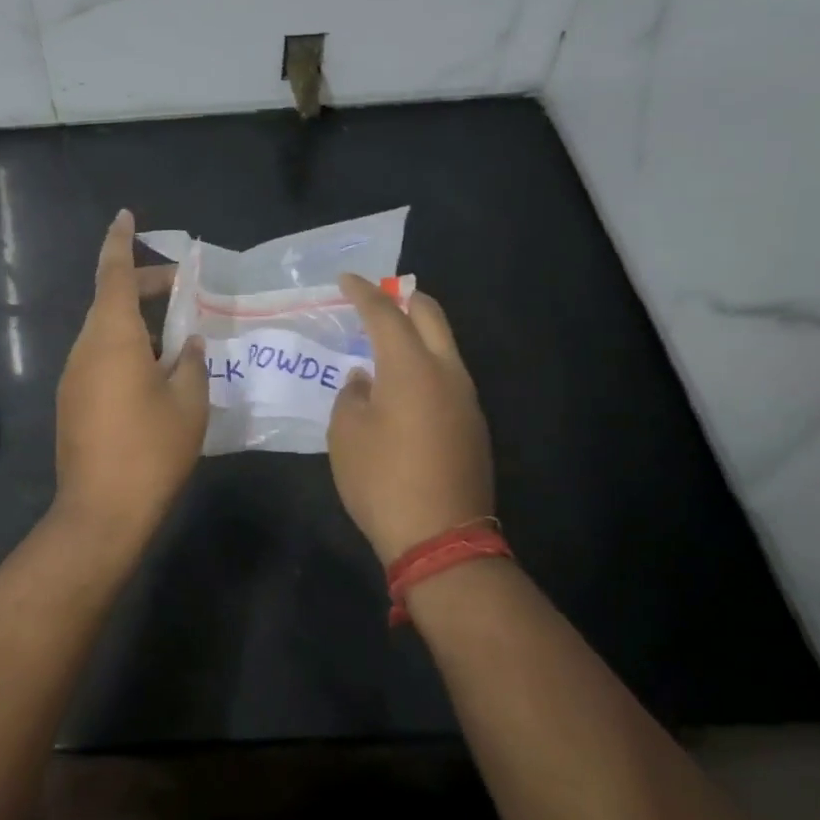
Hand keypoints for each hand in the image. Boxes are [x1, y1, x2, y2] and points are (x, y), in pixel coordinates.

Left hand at [53, 210, 208, 545]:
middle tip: (183, 290)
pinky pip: (99, 359)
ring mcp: (73, 377)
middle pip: (111, 301)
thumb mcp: (189, 402)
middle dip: (145, 287)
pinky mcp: (72, 402)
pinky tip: (155, 375)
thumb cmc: (150, 450)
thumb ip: (192, 363)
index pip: (114, 273)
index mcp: (112, 337)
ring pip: (105, 332)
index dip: (120, 240)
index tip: (126, 215)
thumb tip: (191, 345)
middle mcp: (85, 348)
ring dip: (138, 324)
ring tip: (178, 338)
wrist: (101, 511)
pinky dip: (126, 351)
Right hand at [328, 274, 493, 563]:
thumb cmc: (382, 480)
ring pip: (445, 346)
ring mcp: (467, 399)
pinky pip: (449, 377)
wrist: (441, 538)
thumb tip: (365, 380)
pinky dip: (426, 365)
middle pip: (430, 316)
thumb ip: (352, 396)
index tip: (345, 280)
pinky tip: (404, 386)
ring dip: (418, 334)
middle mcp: (447, 373)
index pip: (385, 314)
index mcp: (411, 367)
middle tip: (376, 299)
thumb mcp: (346, 435)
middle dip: (403, 299)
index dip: (363, 293)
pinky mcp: (474, 425)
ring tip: (386, 342)